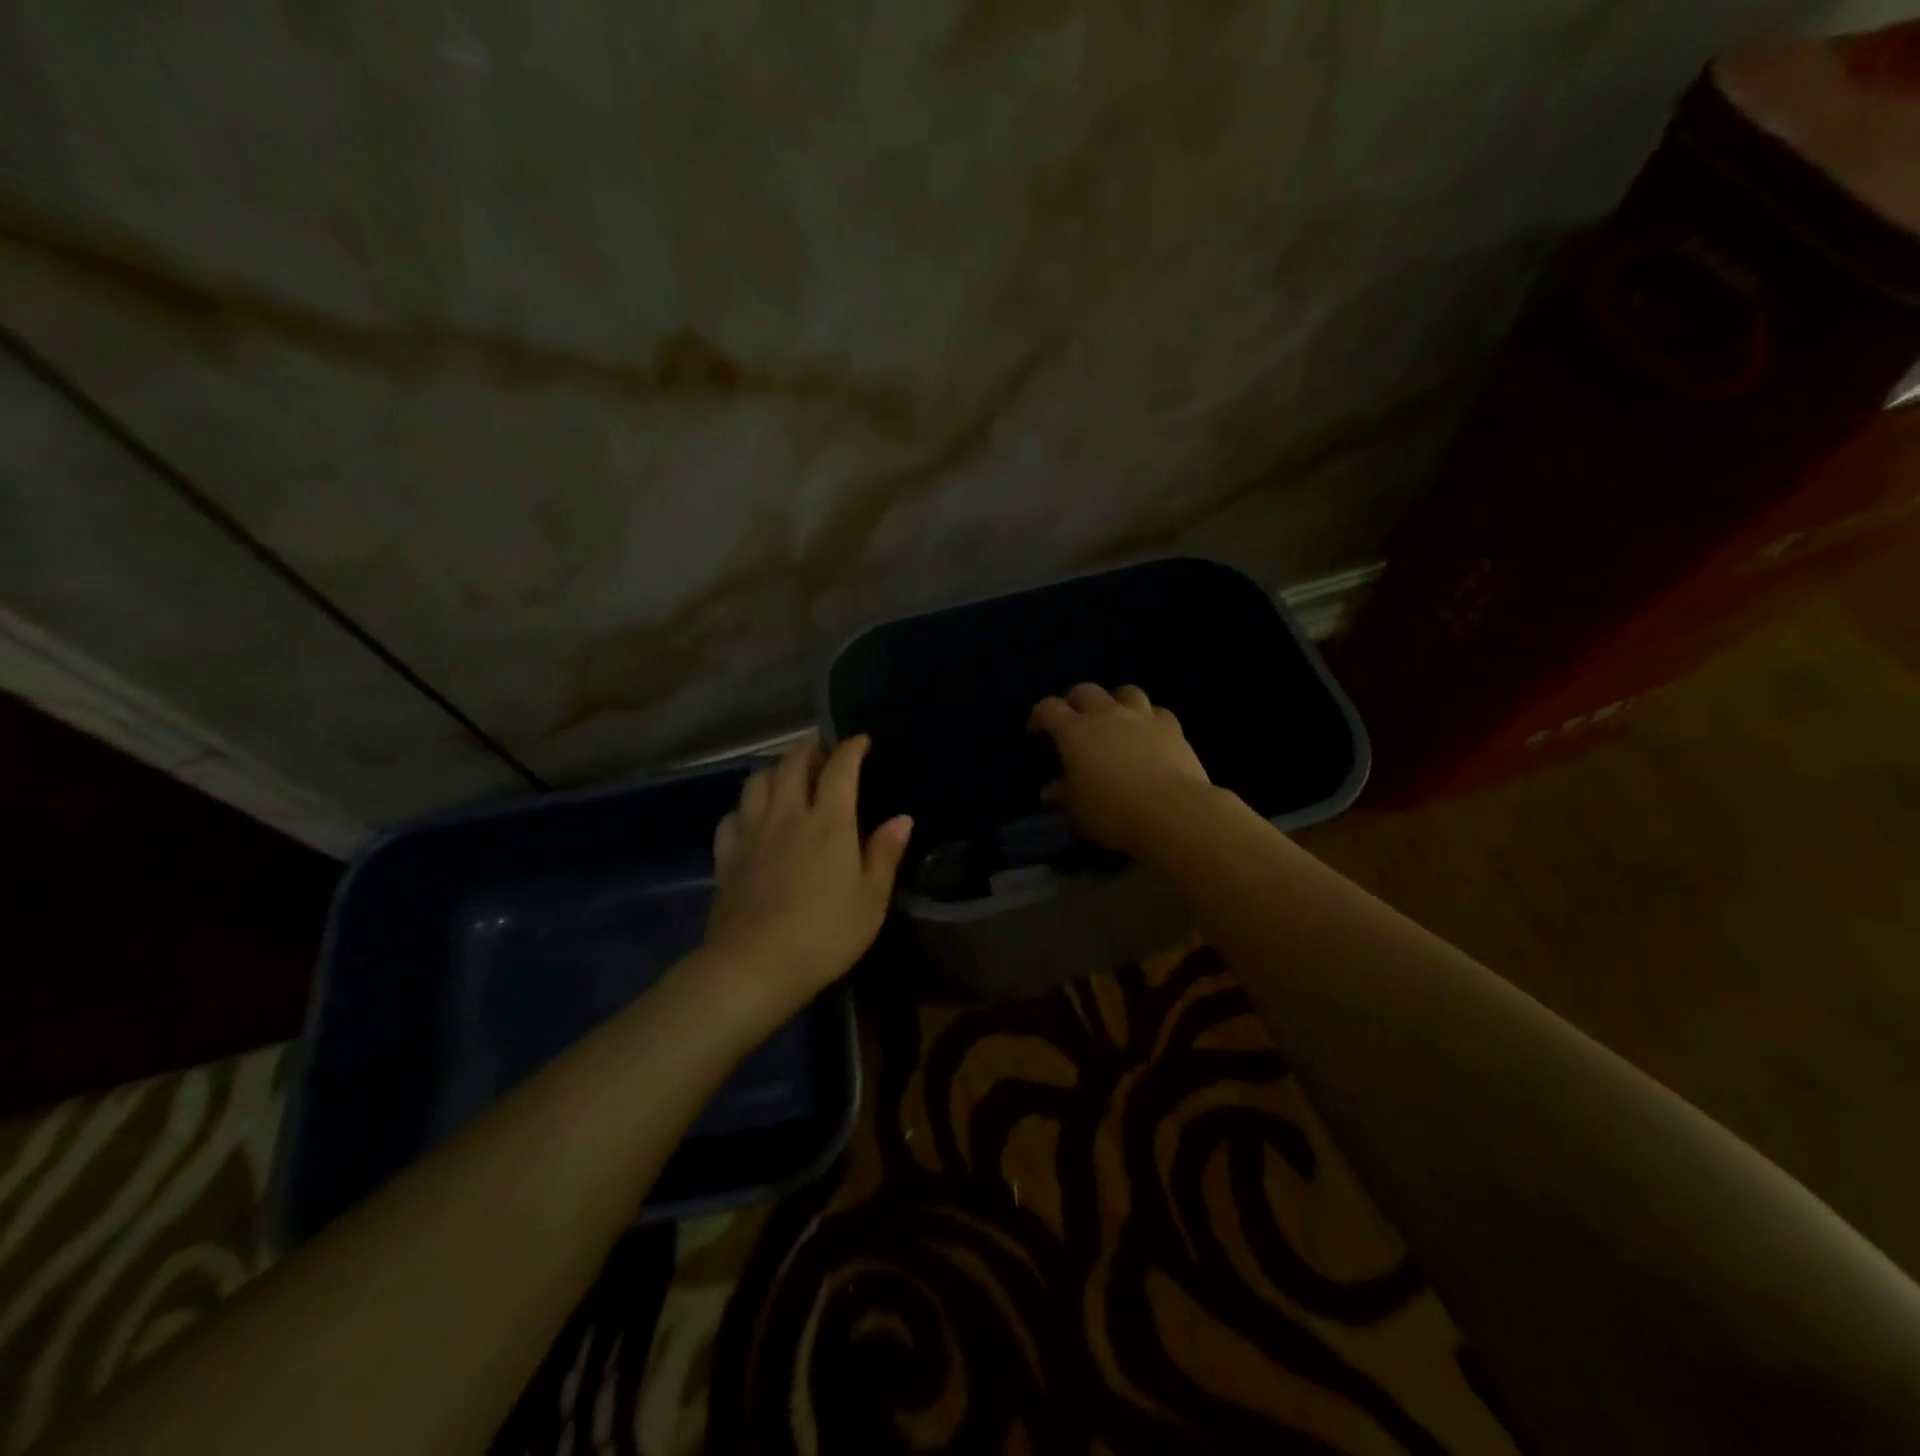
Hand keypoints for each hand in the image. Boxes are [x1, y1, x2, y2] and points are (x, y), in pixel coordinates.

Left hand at [705, 733, 912, 1019]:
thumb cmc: (825, 934)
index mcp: (829, 821)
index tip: (861, 740)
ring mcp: (752, 833)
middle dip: (809, 747)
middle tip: (822, 748)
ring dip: (774, 768)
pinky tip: (751, 818)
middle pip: (792, 763)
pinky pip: (732, 817)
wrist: (755, 965)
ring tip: (787, 774)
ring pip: (757, 781)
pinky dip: (744, 808)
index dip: (851, 747)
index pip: (840, 768)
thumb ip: (885, 854)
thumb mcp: (871, 899)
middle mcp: (787, 815)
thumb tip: (902, 818)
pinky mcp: (727, 856)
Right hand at [1028, 684, 1211, 855]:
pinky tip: (1148, 733)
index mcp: (1075, 732)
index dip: (1040, 716)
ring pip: (1125, 691)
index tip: (1037, 731)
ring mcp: (1141, 717)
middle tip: (1074, 721)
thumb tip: (1049, 791)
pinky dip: (1149, 718)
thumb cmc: (1113, 813)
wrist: (1171, 812)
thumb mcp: (1077, 811)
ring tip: (1115, 719)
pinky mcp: (1172, 727)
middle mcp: (1106, 715)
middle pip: (1085, 691)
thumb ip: (1062, 796)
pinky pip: (1157, 711)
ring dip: (1115, 701)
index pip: (1049, 709)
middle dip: (1075, 701)